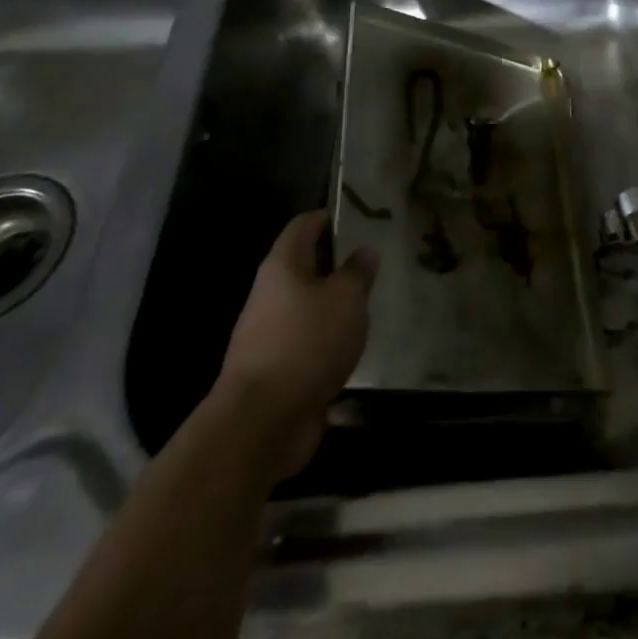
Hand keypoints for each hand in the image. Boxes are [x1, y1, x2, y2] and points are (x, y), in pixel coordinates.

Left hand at [216, 210, 376, 479]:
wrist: (263, 421)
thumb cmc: (307, 342)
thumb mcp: (346, 298)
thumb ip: (358, 272)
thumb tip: (364, 251)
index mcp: (282, 266)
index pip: (303, 226)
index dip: (328, 218)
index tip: (358, 218)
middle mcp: (270, 294)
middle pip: (304, 267)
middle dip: (336, 264)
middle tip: (374, 263)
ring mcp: (269, 334)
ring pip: (307, 307)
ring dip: (334, 306)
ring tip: (371, 304)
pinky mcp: (277, 370)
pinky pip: (308, 343)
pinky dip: (329, 340)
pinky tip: (355, 346)